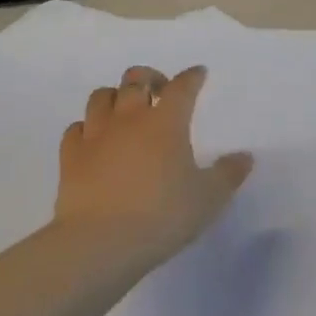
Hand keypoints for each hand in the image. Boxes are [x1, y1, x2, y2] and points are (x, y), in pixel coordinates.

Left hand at [56, 67, 253, 263]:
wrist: (101, 242)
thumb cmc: (162, 216)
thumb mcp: (207, 199)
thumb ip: (228, 175)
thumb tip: (245, 156)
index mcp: (166, 122)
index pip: (181, 87)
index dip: (192, 77)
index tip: (198, 74)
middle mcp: (130, 118)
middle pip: (135, 79)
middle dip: (148, 76)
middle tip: (158, 89)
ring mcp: (96, 134)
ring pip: (101, 96)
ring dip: (115, 96)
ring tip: (124, 109)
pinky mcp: (70, 156)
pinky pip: (76, 128)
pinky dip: (86, 127)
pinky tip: (93, 139)